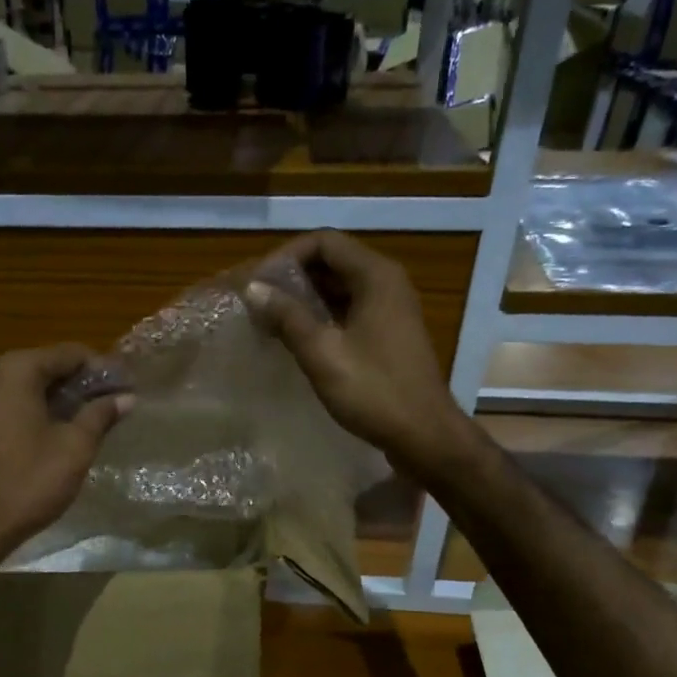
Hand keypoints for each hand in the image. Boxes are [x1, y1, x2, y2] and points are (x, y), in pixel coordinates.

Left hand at [0, 344, 131, 564]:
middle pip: (52, 367)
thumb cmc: (30, 481)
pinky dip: (47, 412)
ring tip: (101, 419)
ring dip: (68, 399)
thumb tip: (127, 397)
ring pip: (37, 388)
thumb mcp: (75, 446)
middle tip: (119, 403)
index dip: (104, 368)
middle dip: (86, 383)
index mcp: (18, 371)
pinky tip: (69, 432)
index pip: (71, 353)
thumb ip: (101, 414)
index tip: (129, 387)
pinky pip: (22, 405)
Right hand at [244, 231, 471, 475]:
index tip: (258, 284)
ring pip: (339, 288)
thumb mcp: (322, 353)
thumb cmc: (374, 391)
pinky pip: (348, 311)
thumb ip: (287, 317)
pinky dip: (320, 317)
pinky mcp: (388, 334)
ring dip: (304, 299)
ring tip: (269, 320)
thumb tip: (253, 289)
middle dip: (292, 278)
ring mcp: (390, 309)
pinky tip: (295, 339)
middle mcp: (386, 283)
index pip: (323, 242)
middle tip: (257, 302)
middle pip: (332, 262)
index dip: (286, 256)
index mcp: (375, 276)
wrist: (423, 434)